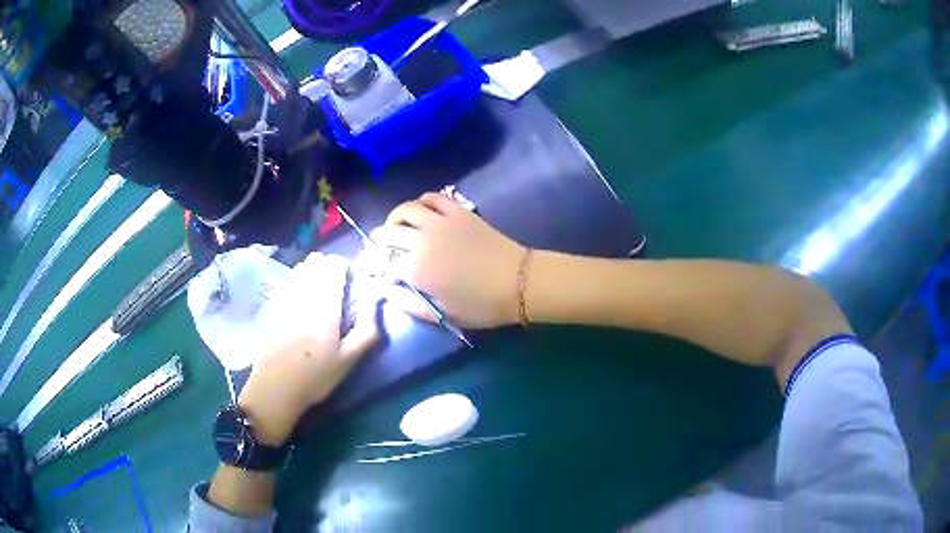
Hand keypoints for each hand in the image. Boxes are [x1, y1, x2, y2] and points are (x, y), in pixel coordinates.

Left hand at [237, 254, 378, 445]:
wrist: (275, 388)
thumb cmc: (316, 377)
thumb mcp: (349, 359)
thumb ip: (367, 329)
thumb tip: (375, 300)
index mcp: (325, 305)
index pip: (335, 266)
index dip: (345, 267)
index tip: (351, 280)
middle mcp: (304, 294)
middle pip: (316, 262)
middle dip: (329, 267)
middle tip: (336, 285)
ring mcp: (284, 298)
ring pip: (300, 269)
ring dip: (313, 272)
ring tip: (319, 291)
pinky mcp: (272, 307)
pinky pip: (288, 282)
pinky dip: (298, 282)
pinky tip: (301, 300)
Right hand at [371, 193, 525, 328]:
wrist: (518, 282)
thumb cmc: (481, 305)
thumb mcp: (443, 314)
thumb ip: (410, 304)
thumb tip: (387, 290)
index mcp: (416, 269)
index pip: (382, 262)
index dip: (374, 265)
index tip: (372, 267)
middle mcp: (421, 240)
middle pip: (388, 233)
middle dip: (379, 240)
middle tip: (380, 247)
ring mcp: (440, 222)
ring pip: (406, 209)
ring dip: (395, 217)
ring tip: (396, 226)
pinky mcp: (458, 211)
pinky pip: (432, 197)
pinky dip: (421, 202)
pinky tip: (422, 211)